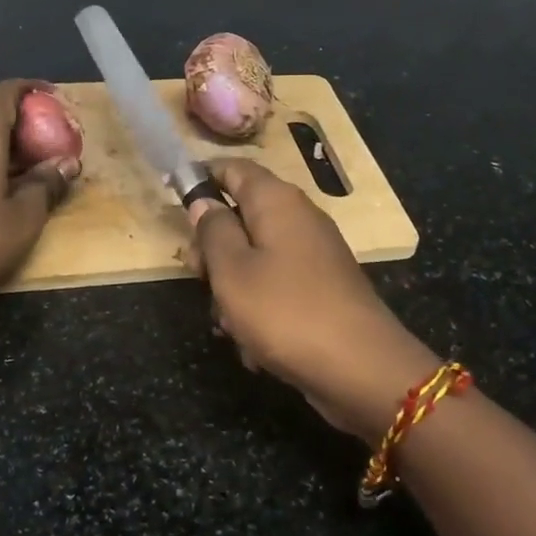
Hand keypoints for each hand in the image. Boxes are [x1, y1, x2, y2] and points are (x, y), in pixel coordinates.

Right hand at [189, 159, 439, 441]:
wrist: (360, 368)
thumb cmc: (285, 311)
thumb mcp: (232, 270)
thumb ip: (213, 231)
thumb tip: (204, 201)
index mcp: (276, 200)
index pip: (232, 168)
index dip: (200, 180)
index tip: (175, 206)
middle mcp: (298, 218)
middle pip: (241, 215)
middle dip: (213, 247)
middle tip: (198, 278)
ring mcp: (313, 254)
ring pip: (254, 257)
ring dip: (232, 287)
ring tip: (228, 323)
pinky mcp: (321, 288)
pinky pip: (275, 286)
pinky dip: (258, 309)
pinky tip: (253, 344)